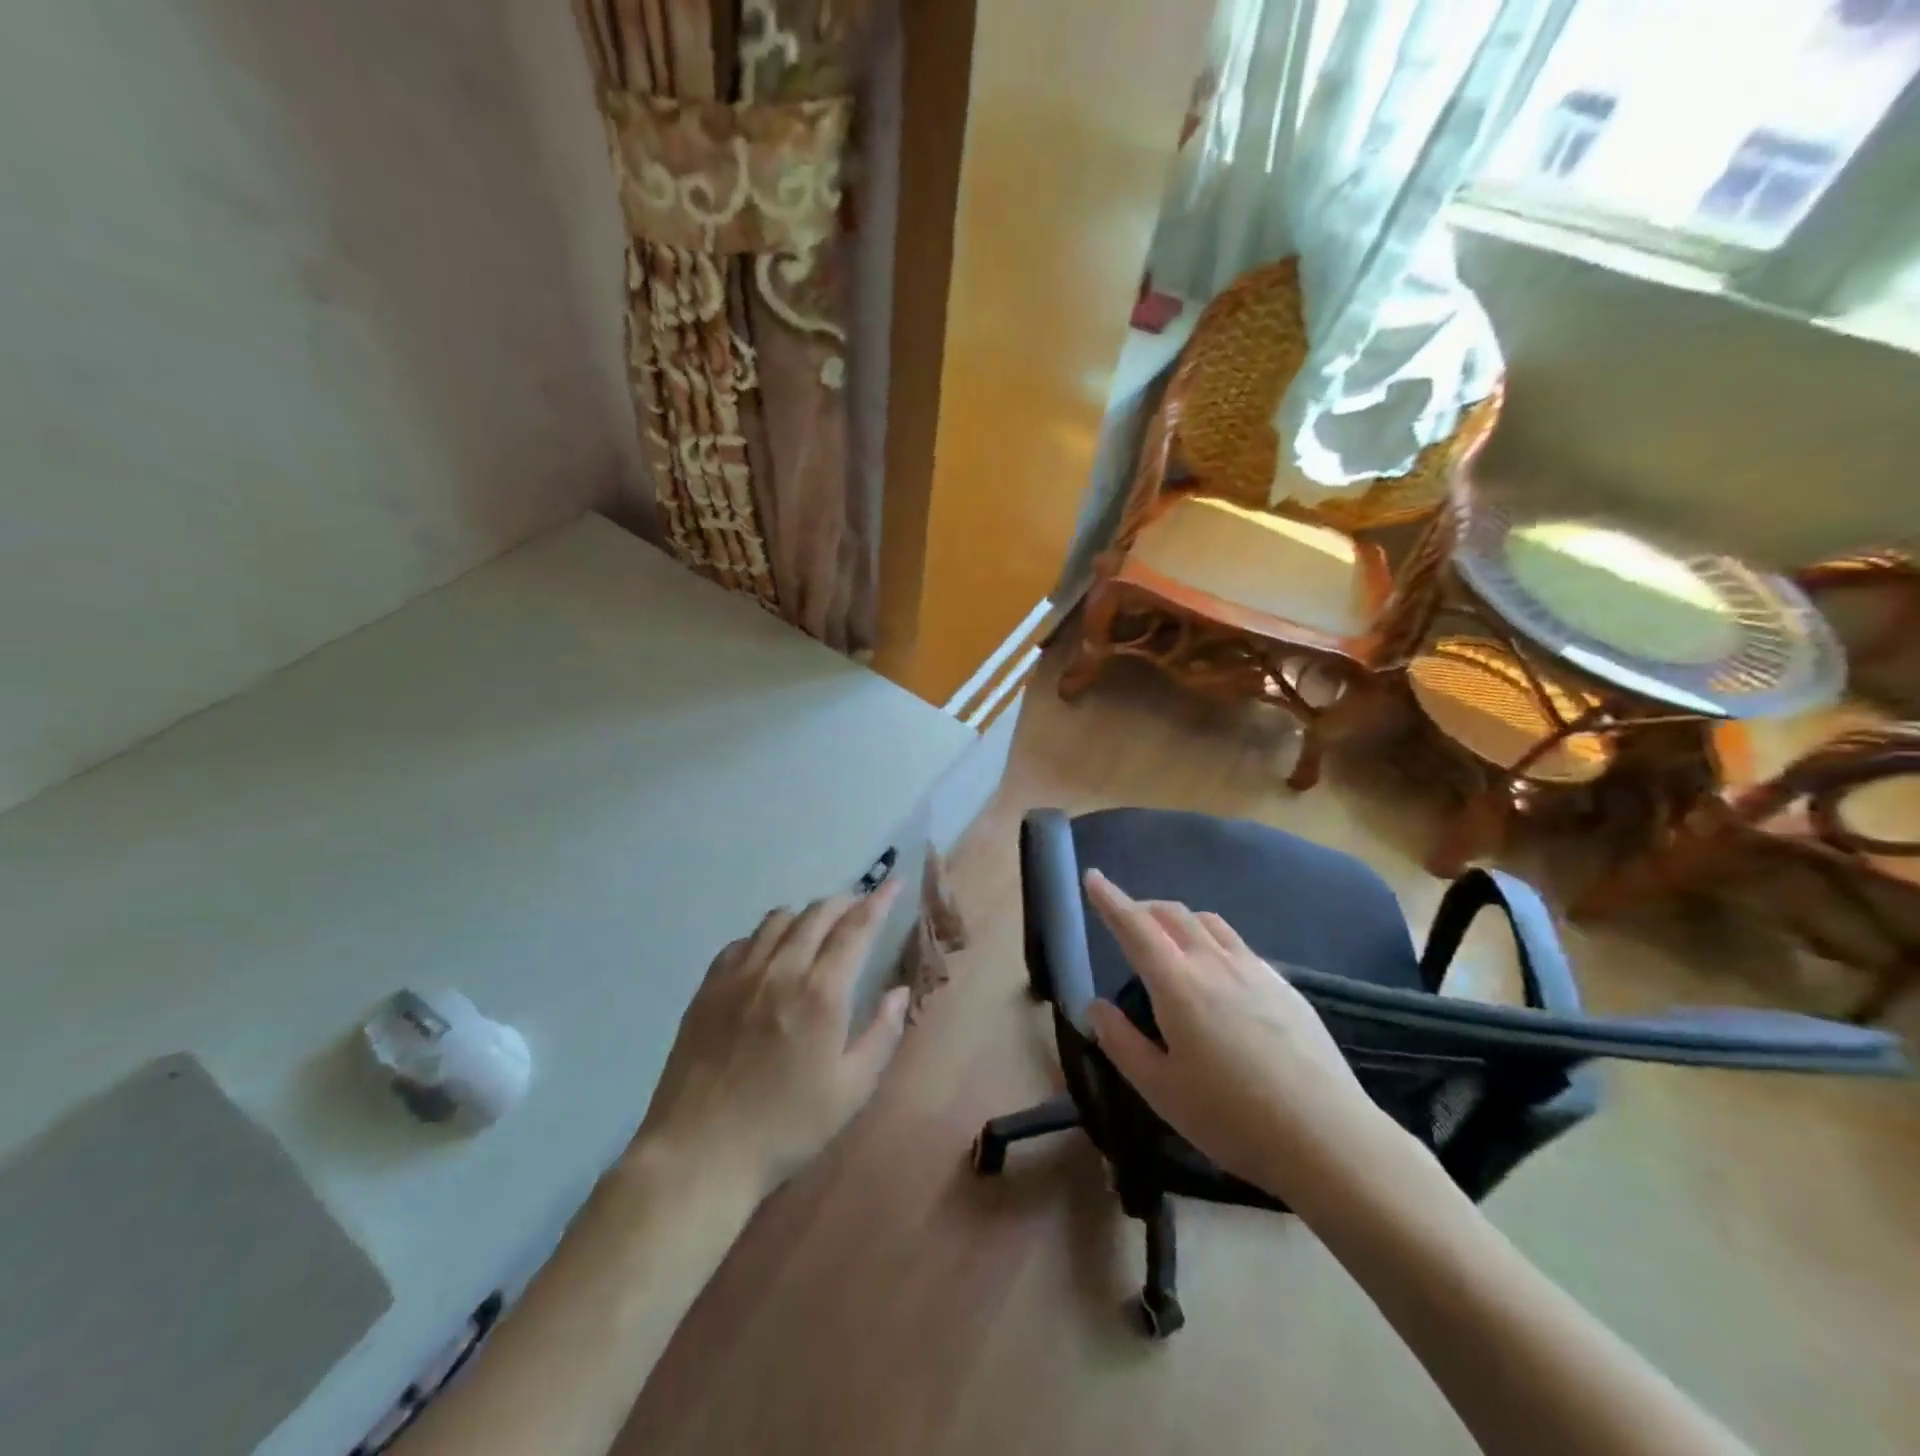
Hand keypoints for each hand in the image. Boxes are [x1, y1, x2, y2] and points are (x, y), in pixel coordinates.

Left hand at [633, 883, 910, 1198]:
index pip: (856, 928)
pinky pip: (742, 941)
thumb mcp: (852, 1090)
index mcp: (821, 992)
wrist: (699, 1154)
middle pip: (817, 913)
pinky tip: (769, 956)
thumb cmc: (786, 1127)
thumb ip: (882, 1033)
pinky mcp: (708, 987)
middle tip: (860, 909)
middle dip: (845, 903)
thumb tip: (899, 991)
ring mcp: (739, 975)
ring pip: (778, 919)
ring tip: (817, 930)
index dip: (879, 901)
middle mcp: (781, 969)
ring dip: (806, 915)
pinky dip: (766, 936)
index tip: (894, 884)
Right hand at [1083, 869, 1411, 1210]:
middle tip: (1126, 919)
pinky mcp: (1284, 985)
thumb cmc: (1231, 1116)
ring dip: (1179, 919)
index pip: (1134, 926)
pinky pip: (1238, 944)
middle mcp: (1214, 962)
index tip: (1092, 877)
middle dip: (1143, 907)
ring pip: (1209, 922)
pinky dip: (1212, 940)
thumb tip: (1095, 1006)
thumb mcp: (1160, 1089)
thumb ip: (1121, 1042)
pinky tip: (1218, 973)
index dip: (1110, 899)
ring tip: (1169, 940)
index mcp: (1177, 983)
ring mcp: (1255, 970)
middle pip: (1173, 914)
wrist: (1327, 1136)